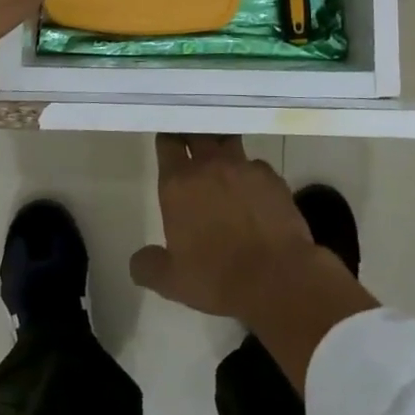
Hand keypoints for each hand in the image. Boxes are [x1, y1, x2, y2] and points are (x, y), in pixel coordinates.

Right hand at [130, 134, 378, 390]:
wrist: (276, 278)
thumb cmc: (217, 277)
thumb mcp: (172, 281)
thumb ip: (149, 265)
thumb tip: (138, 260)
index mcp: (179, 183)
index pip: (168, 143)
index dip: (168, 138)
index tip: (169, 139)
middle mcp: (210, 165)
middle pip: (198, 132)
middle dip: (193, 132)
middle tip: (192, 139)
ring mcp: (244, 167)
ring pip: (228, 142)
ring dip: (222, 146)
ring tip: (222, 160)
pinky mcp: (272, 177)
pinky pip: (256, 166)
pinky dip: (251, 173)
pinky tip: (253, 191)